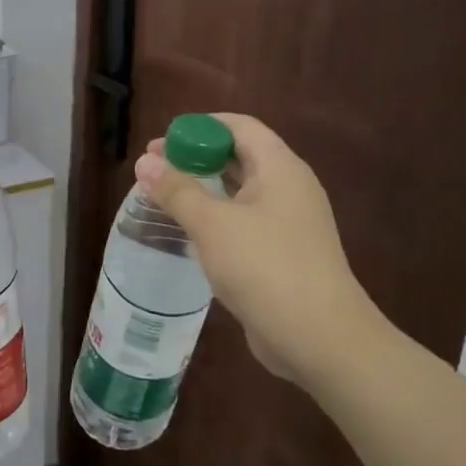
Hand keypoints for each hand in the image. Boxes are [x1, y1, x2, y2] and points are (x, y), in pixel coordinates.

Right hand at [136, 114, 385, 387]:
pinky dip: (216, 219)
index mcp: (280, 168)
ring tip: (164, 198)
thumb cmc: (265, 267)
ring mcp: (289, 223)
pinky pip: (244, 222)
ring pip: (240, 192)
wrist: (320, 338)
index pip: (239, 127)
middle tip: (154, 170)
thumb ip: (177, 190)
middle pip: (239, 156)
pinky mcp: (283, 254)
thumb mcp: (213, 224)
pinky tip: (189, 234)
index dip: (200, 127)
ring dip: (204, 190)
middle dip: (196, 158)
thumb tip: (145, 161)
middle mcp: (289, 188)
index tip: (162, 142)